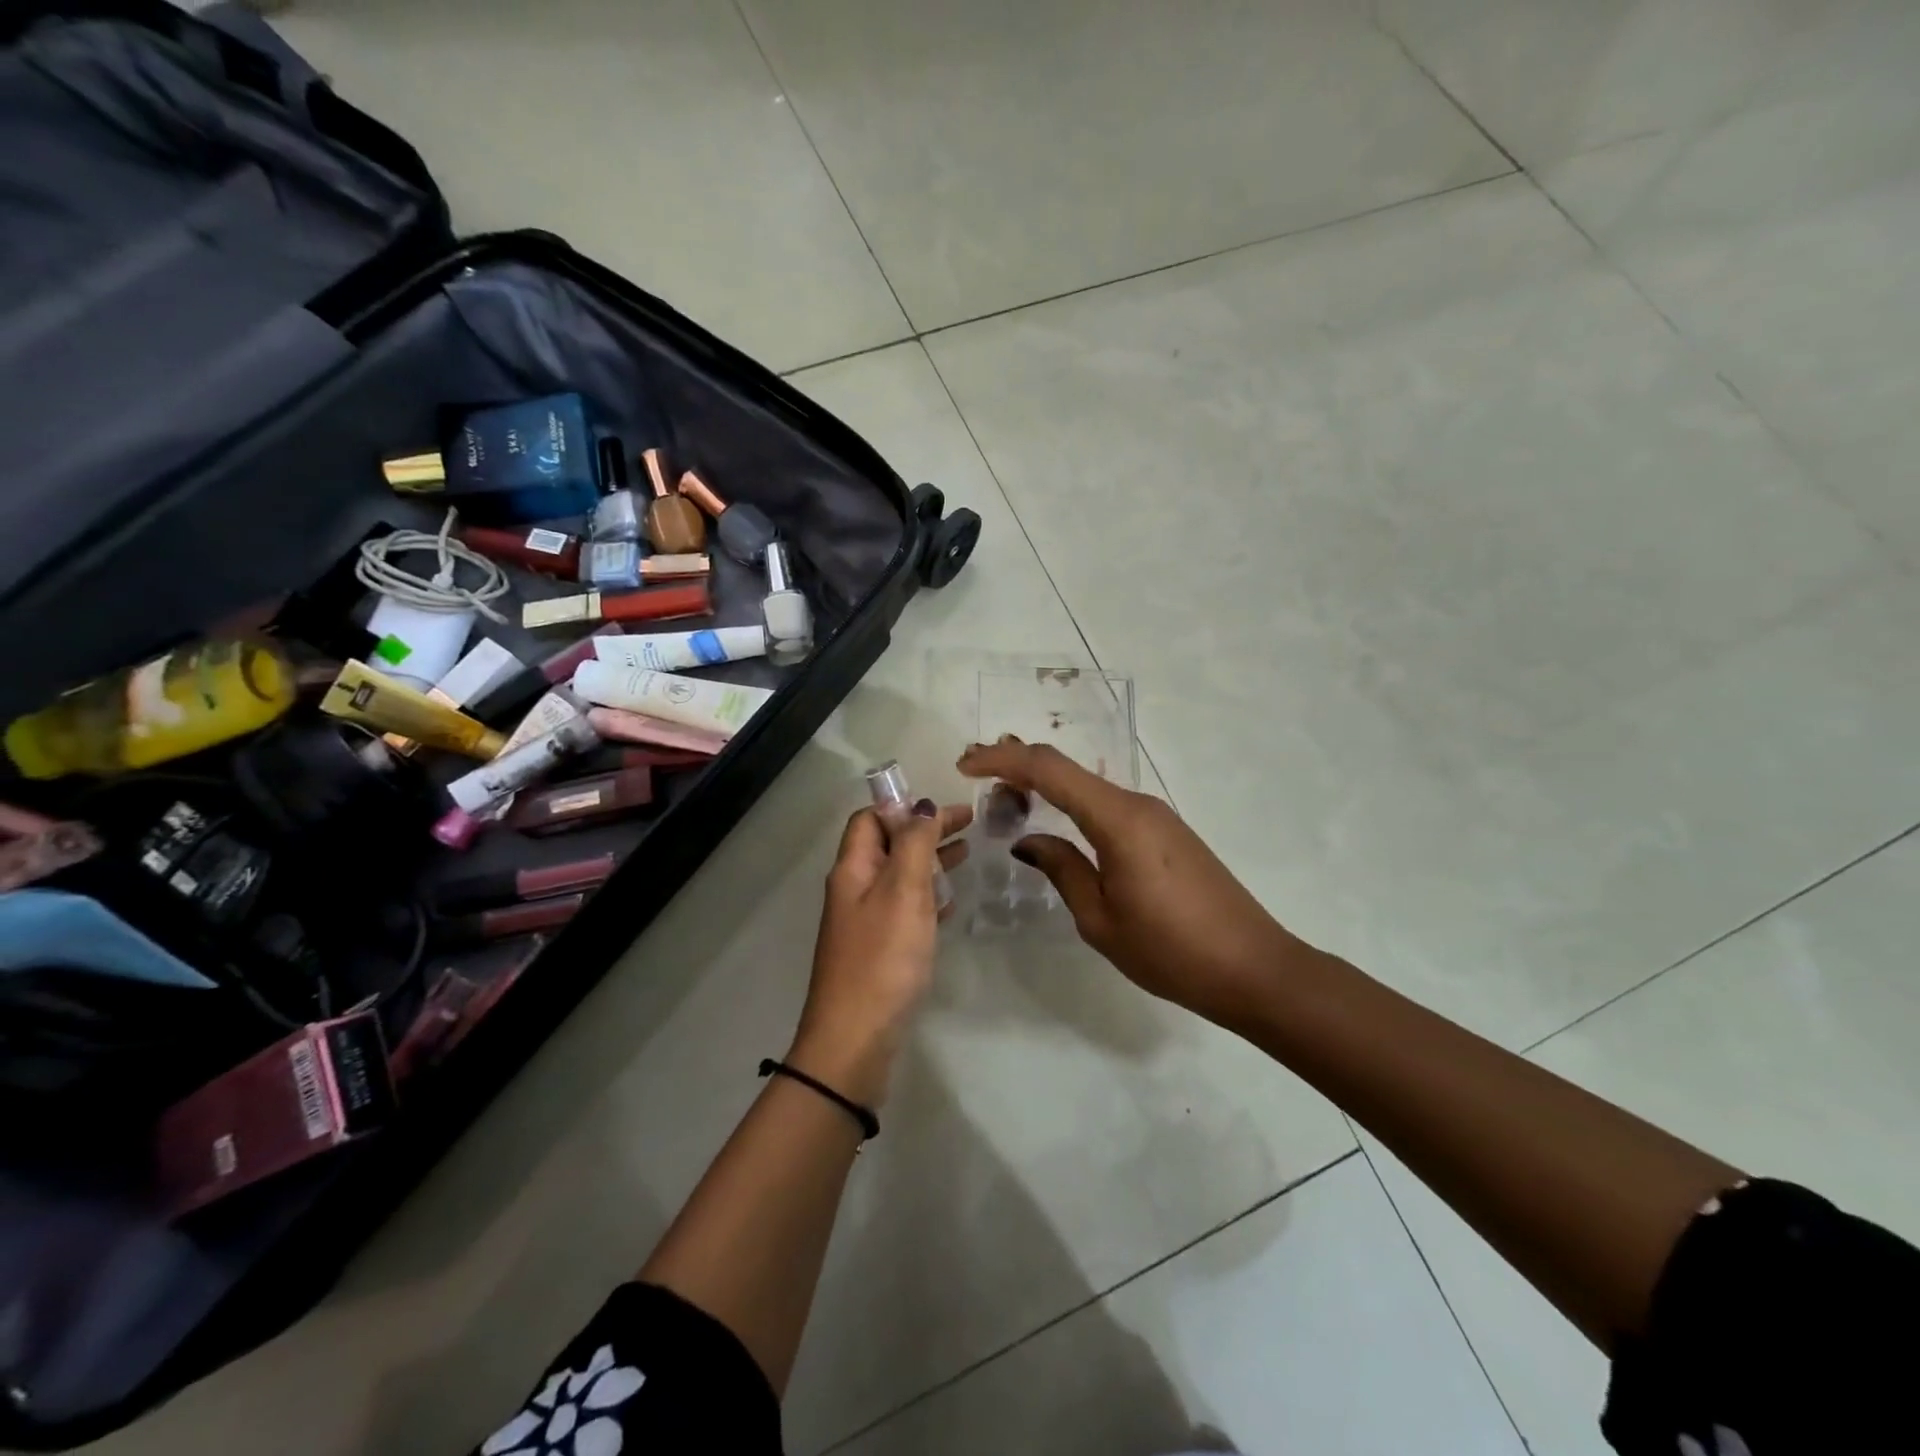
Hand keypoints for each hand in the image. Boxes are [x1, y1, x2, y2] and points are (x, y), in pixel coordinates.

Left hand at [790, 800, 971, 1107]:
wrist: (855, 1040)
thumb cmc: (882, 958)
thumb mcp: (902, 891)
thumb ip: (915, 844)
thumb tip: (922, 806)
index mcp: (853, 869)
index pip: (871, 819)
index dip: (904, 806)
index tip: (945, 807)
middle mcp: (854, 889)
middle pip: (888, 845)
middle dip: (925, 830)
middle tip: (969, 825)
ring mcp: (864, 922)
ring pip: (899, 877)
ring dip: (929, 861)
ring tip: (966, 855)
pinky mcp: (878, 951)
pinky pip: (904, 909)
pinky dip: (927, 897)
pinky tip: (951, 903)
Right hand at [957, 737, 1311, 1029]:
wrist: (1254, 968)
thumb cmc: (1171, 951)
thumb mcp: (1100, 919)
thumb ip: (1061, 869)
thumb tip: (1028, 840)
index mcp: (1118, 819)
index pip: (1049, 769)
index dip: (1002, 760)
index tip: (964, 766)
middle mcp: (1137, 803)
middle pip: (1068, 768)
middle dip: (1018, 764)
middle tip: (977, 776)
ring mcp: (1156, 815)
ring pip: (1088, 784)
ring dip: (1045, 784)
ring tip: (1006, 798)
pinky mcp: (1167, 831)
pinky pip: (1108, 804)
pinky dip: (1072, 803)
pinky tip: (1055, 821)